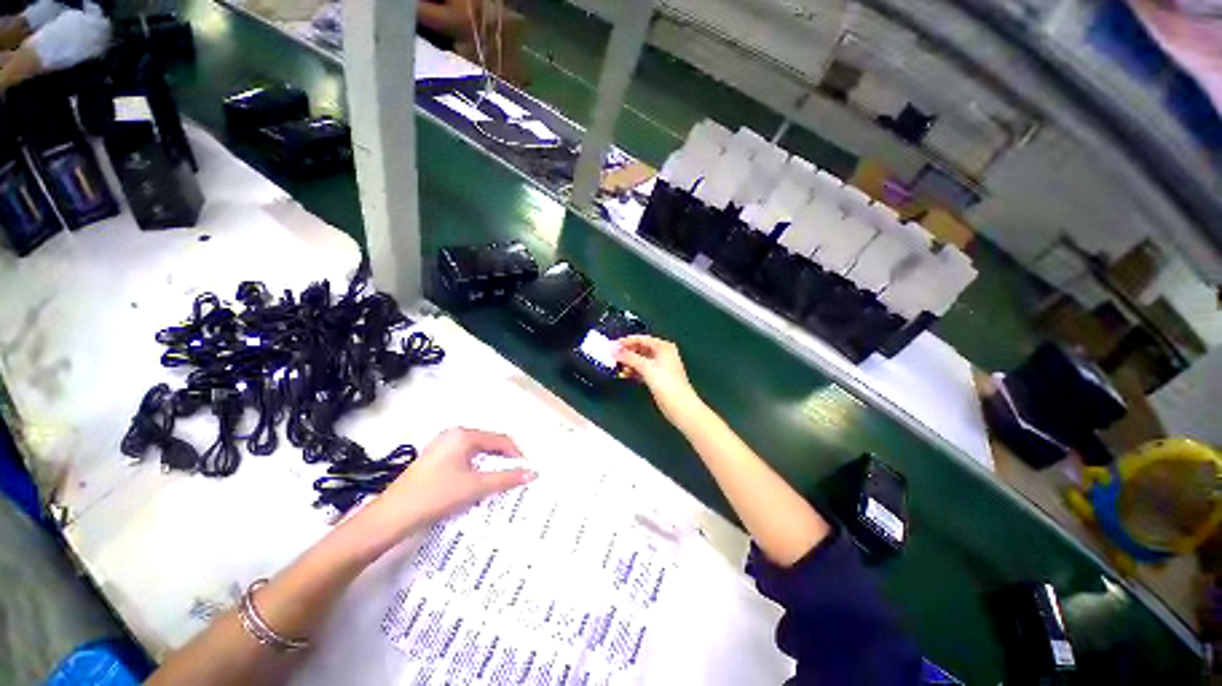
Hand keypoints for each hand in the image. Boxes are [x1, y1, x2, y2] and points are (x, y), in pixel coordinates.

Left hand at [355, 428, 535, 546]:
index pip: (499, 439)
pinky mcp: (434, 459)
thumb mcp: (474, 487)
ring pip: (475, 452)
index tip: (525, 470)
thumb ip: (505, 479)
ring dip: (489, 465)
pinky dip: (475, 469)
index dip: (515, 453)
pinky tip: (476, 484)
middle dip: (502, 459)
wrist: (391, 517)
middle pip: (487, 443)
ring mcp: (441, 446)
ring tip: (498, 481)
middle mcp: (453, 434)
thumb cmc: (436, 495)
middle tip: (514, 476)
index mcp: (463, 435)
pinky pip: (463, 458)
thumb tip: (532, 474)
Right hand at [615, 335, 706, 427]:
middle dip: (627, 351)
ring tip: (617, 365)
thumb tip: (614, 351)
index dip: (627, 341)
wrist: (680, 405)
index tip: (613, 345)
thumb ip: (629, 357)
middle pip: (641, 348)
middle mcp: (663, 353)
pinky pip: (643, 369)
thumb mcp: (646, 367)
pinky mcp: (658, 377)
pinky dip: (634, 370)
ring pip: (641, 359)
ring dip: (629, 361)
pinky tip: (625, 373)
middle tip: (613, 355)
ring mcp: (661, 366)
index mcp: (663, 346)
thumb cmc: (665, 383)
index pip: (642, 339)